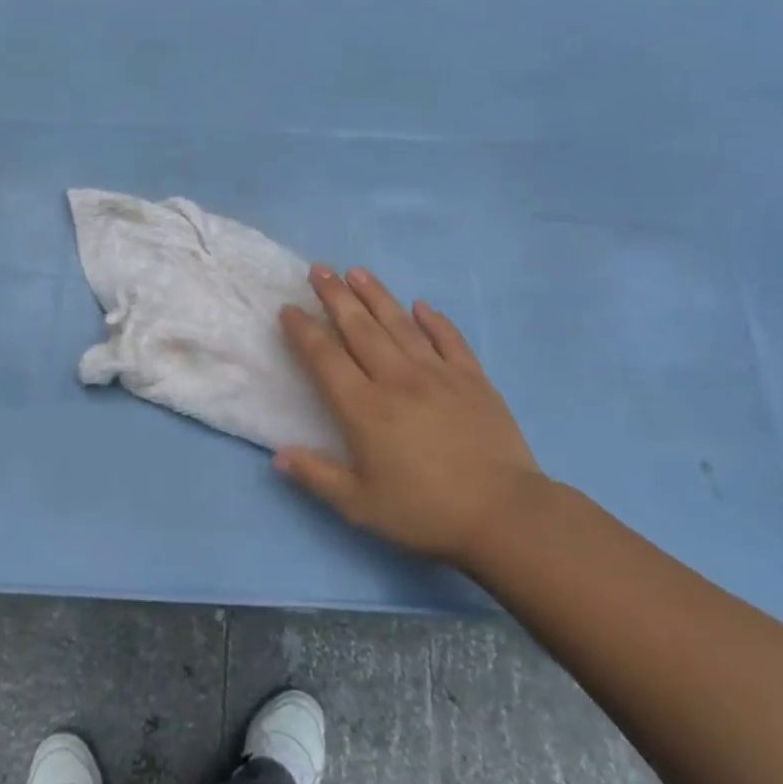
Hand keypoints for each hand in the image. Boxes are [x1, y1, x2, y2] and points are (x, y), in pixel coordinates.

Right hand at [275, 266, 542, 565]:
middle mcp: (396, 379)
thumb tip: (279, 455)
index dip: (304, 331)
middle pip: (359, 328)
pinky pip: (448, 339)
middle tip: (319, 269)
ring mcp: (438, 374)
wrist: (504, 514)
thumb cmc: (425, 512)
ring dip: (376, 295)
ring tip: (357, 272)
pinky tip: (421, 306)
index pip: (325, 358)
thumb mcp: (360, 506)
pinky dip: (434, 320)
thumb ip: (317, 476)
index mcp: (364, 408)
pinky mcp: (473, 378)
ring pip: (399, 324)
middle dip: (335, 296)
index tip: (289, 309)